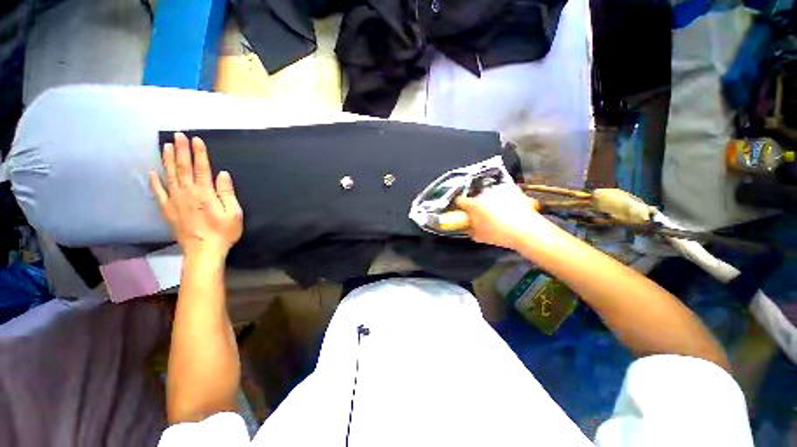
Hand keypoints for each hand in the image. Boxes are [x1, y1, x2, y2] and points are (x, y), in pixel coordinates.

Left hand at [150, 133, 242, 260]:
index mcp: (205, 193)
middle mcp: (187, 193)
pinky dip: (154, 182)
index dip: (199, 153)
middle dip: (181, 150)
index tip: (196, 139)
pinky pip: (158, 193)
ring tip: (166, 146)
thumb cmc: (223, 232)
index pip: (202, 168)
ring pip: (170, 176)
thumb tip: (223, 174)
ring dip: (168, 160)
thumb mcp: (233, 213)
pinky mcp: (167, 210)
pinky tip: (153, 172)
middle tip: (177, 135)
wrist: (203, 251)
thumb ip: (227, 193)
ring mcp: (175, 201)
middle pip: (183, 168)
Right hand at [455, 183, 546, 249]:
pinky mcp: (512, 188)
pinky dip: (505, 198)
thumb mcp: (478, 236)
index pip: (460, 201)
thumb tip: (468, 226)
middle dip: (479, 204)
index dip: (461, 207)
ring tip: (500, 213)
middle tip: (485, 216)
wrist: (527, 231)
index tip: (465, 212)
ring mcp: (499, 189)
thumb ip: (469, 229)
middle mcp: (484, 193)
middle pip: (476, 197)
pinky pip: (504, 192)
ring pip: (490, 194)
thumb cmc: (500, 234)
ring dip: (491, 200)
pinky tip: (510, 208)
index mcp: (474, 204)